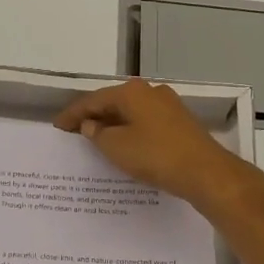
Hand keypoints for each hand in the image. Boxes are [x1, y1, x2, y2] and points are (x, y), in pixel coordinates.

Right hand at [55, 78, 253, 210]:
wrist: (205, 172)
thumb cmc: (155, 155)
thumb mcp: (116, 147)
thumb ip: (98, 134)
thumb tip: (91, 125)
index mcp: (132, 92)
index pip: (93, 100)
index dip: (73, 114)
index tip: (58, 126)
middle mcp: (150, 91)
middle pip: (114, 102)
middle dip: (93, 117)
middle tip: (74, 132)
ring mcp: (168, 106)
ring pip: (131, 112)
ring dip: (113, 124)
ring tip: (96, 140)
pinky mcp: (180, 123)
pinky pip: (146, 122)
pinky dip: (130, 131)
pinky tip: (125, 145)